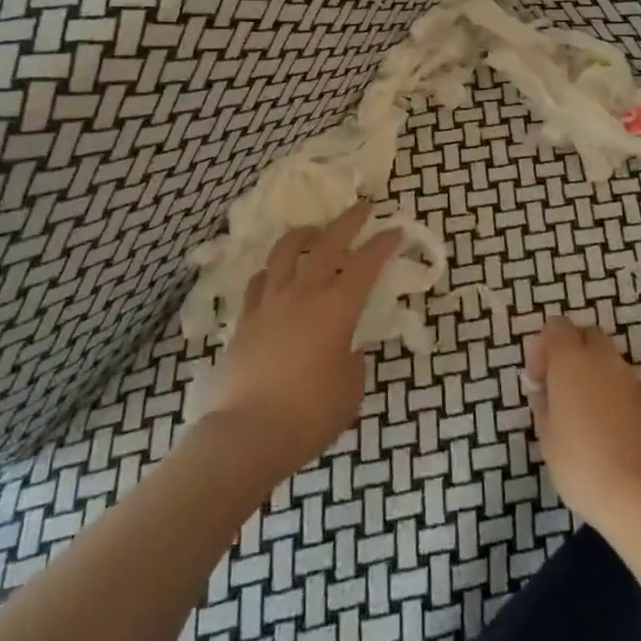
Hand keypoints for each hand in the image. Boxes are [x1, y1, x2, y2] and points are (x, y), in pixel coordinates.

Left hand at [191, 199, 398, 477]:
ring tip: (313, 231)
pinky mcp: (245, 319)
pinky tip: (275, 275)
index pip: (366, 265)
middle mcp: (303, 294)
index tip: (395, 231)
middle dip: (349, 221)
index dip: (383, 244)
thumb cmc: (308, 416)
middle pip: (328, 243)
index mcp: (336, 309)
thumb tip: (345, 349)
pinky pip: (259, 282)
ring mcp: (270, 303)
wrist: (246, 434)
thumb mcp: (349, 392)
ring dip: (304, 234)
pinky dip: (272, 271)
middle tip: (362, 207)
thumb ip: (352, 362)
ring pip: (285, 251)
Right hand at [525, 315, 640, 537]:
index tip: (538, 380)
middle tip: (559, 386)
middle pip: (585, 335)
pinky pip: (620, 381)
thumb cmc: (582, 462)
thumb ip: (543, 405)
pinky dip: (608, 390)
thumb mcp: (547, 436)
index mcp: (571, 358)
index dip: (543, 347)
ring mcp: (628, 378)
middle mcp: (602, 358)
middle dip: (571, 351)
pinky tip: (601, 425)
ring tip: (580, 410)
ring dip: (591, 371)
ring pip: (606, 357)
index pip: (556, 326)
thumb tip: (545, 392)